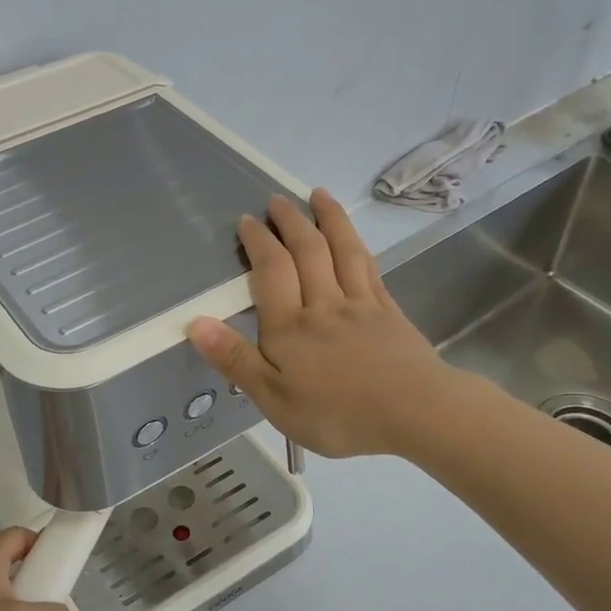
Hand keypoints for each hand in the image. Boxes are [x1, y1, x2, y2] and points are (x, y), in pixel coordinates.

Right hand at [187, 189, 458, 458]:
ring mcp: (361, 304)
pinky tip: (354, 241)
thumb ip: (236, 360)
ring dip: (328, 219)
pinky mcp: (389, 312)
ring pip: (342, 250)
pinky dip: (358, 246)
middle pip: (307, 251)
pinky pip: (369, 268)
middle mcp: (324, 304)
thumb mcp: (274, 399)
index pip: (270, 270)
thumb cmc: (337, 415)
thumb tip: (195, 323)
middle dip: (290, 221)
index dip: (258, 242)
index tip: (248, 220)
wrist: (415, 413)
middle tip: (277, 200)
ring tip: (318, 196)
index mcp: (290, 326)